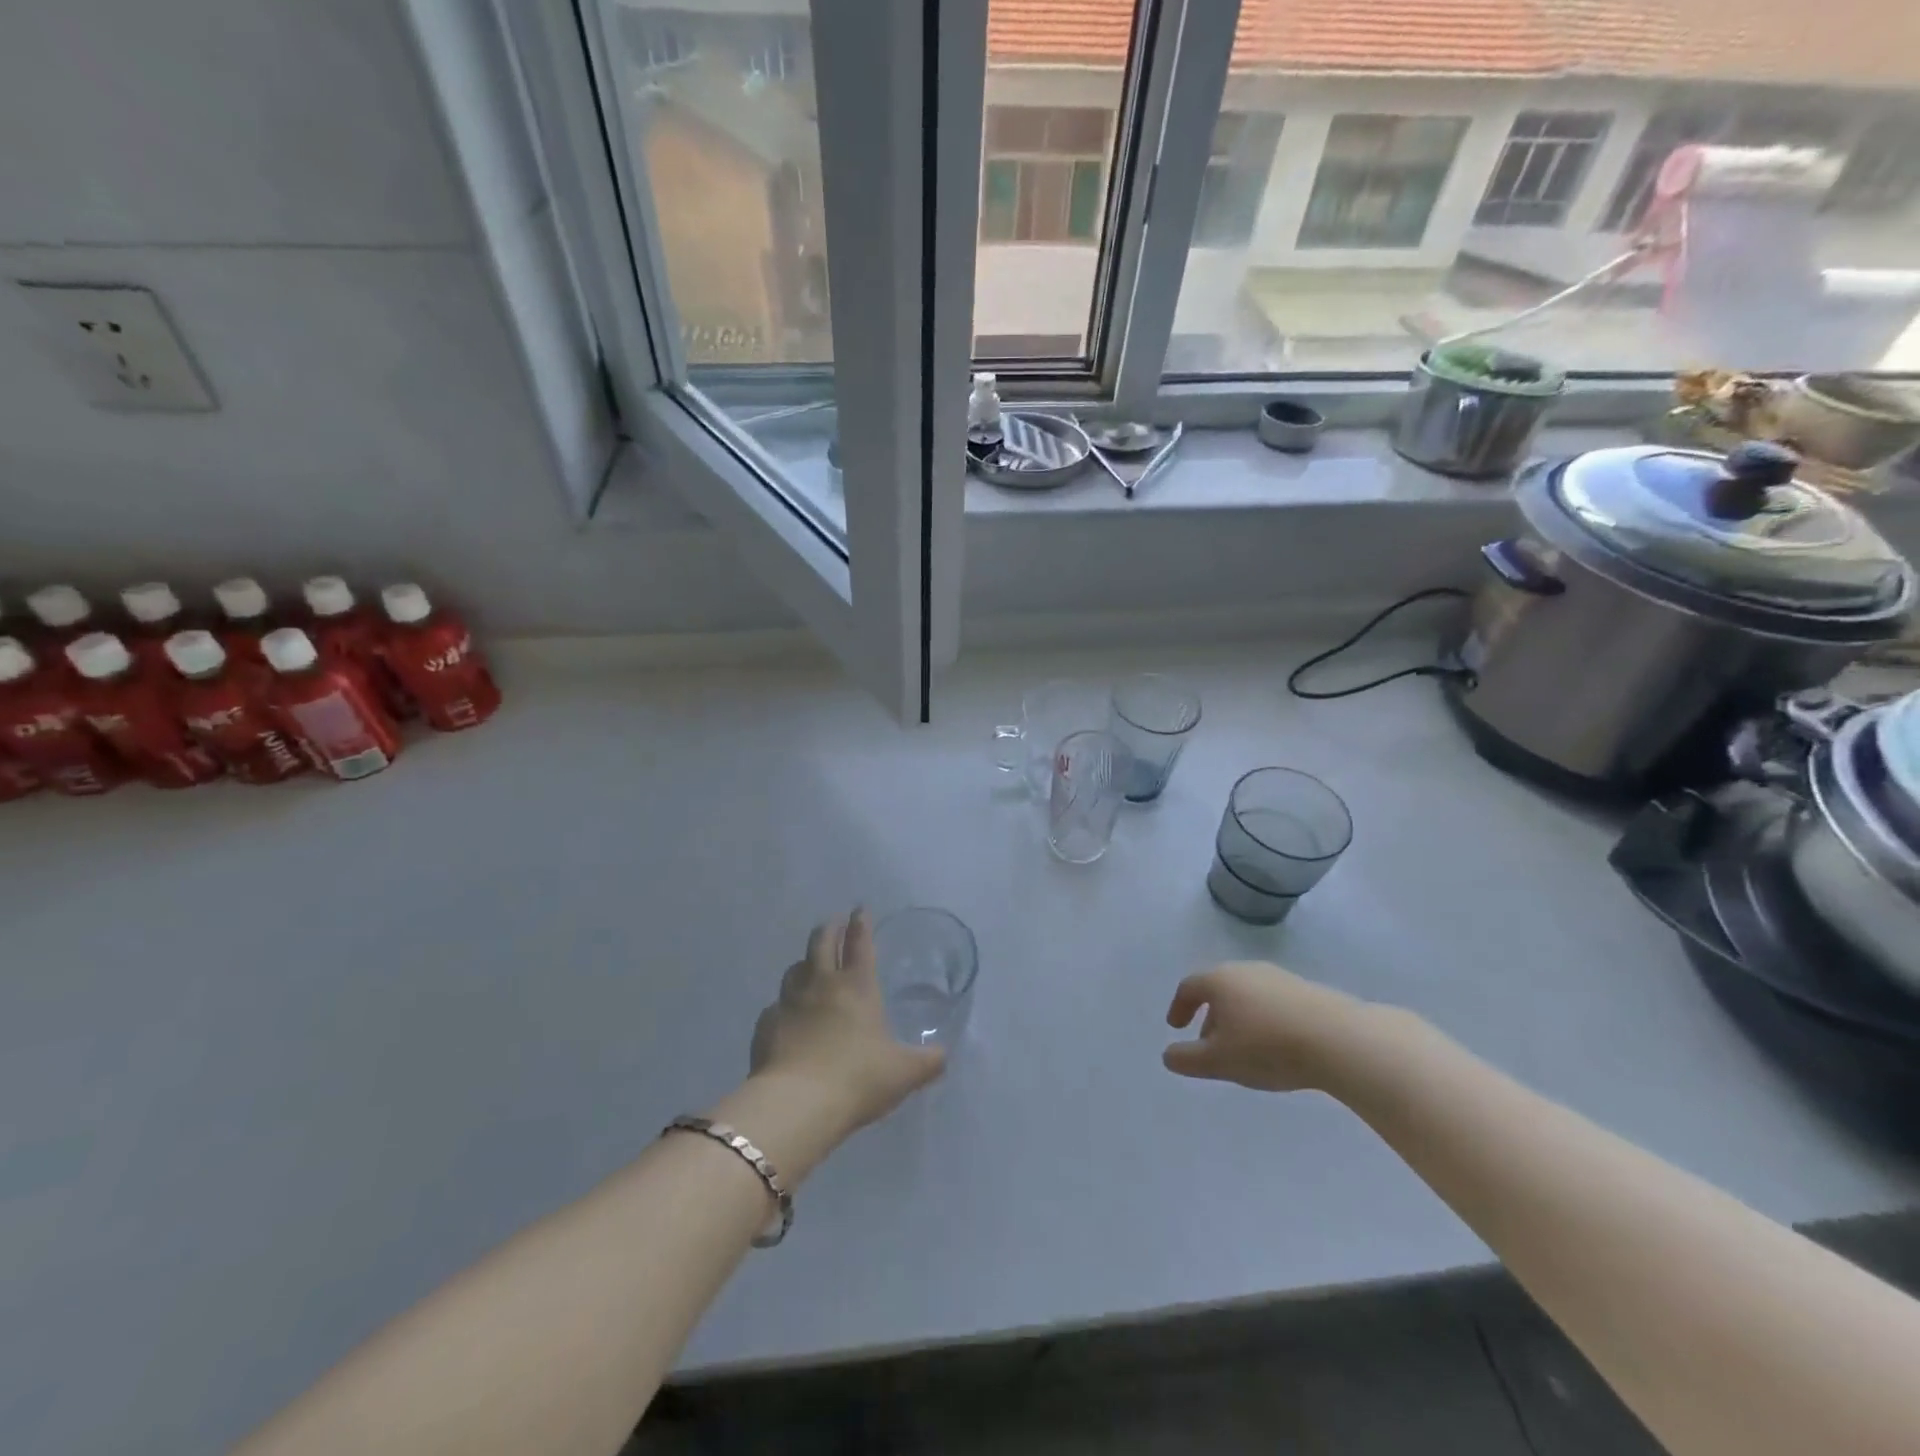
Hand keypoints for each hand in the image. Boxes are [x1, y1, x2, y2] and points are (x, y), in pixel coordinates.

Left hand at [750, 910, 944, 1135]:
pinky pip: (776, 1006)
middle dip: (830, 928)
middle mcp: (821, 984)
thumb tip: (943, 1056)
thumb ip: (927, 1062)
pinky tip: (787, 1017)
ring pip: (794, 968)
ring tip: (810, 966)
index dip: (861, 923)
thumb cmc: (857, 1079)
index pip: (859, 942)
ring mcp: (789, 1002)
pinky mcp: (766, 1025)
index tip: (861, 909)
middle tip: (834, 923)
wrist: (797, 1104)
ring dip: (805, 963)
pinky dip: (784, 1005)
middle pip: (821, 941)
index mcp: (857, 986)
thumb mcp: (904, 1073)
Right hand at [1163, 961, 1376, 1092]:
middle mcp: (1246, 970)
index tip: (1177, 1027)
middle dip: (1210, 1015)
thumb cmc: (1267, 1047)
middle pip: (1219, 989)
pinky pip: (1274, 1002)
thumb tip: (1168, 1055)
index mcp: (1220, 980)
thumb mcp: (1218, 1061)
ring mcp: (1279, 977)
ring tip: (1245, 1049)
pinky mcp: (1307, 990)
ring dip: (1239, 1018)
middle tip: (1210, 1043)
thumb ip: (1187, 1059)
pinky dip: (1265, 1019)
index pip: (1189, 987)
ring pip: (1248, 995)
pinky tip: (1277, 1045)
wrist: (1339, 1039)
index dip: (1179, 1007)